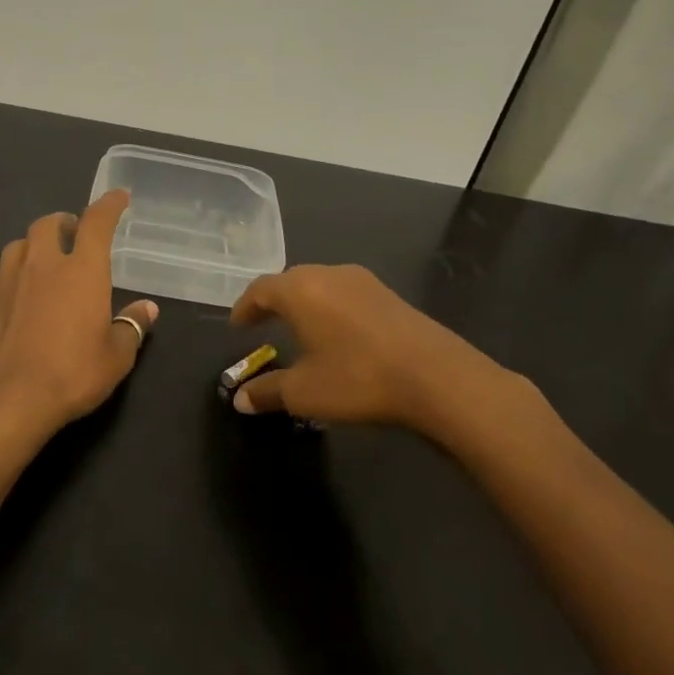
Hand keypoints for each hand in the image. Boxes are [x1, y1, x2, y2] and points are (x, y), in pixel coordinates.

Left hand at [0, 189, 158, 436]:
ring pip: (16, 246)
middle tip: (73, 235)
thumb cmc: (72, 376)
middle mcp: (41, 265)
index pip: (97, 223)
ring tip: (41, 264)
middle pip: (48, 224)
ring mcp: (5, 281)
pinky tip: (9, 295)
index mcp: (82, 271)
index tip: (118, 197)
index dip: (109, 205)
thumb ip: (132, 327)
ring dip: (32, 247)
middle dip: (63, 222)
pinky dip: (5, 278)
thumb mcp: (116, 357)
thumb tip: (147, 308)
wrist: (7, 402)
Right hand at [227, 264, 496, 431]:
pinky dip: (330, 309)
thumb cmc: (357, 378)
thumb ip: (268, 392)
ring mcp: (365, 282)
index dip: (245, 307)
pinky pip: (346, 295)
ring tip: (298, 328)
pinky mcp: (390, 296)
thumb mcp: (304, 392)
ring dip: (304, 304)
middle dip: (273, 302)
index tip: (237, 326)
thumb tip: (240, 399)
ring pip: (321, 285)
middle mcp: (330, 275)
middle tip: (262, 324)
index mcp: (301, 290)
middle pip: (291, 281)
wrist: (436, 376)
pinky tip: (337, 334)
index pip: (261, 289)